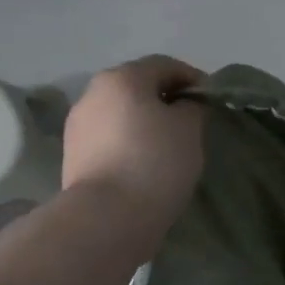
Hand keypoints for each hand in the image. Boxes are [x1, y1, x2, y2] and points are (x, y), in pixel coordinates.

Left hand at [63, 55, 207, 247]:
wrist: (106, 218)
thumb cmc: (154, 162)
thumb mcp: (189, 128)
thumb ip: (192, 107)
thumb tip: (183, 105)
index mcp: (121, 78)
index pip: (164, 65)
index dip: (192, 78)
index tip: (211, 101)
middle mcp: (93, 94)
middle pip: (137, 87)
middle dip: (165, 100)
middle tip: (191, 123)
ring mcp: (78, 126)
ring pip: (121, 114)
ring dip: (144, 123)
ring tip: (168, 147)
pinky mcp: (72, 157)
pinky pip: (109, 139)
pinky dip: (129, 144)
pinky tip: (145, 165)